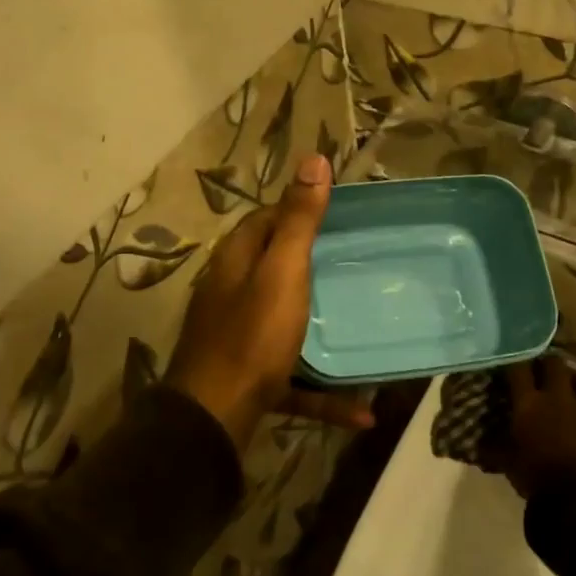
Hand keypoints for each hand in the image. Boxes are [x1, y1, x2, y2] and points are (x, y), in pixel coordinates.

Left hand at [165, 153, 375, 449]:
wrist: (214, 417)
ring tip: (357, 321)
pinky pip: (293, 376)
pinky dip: (323, 390)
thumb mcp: (282, 270)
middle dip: (310, 263)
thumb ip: (299, 220)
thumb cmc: (252, 334)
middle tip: (355, 263)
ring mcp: (238, 336)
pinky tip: (362, 410)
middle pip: (274, 266)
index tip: (338, 215)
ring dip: (318, 324)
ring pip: (284, 320)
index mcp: (237, 259)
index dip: (298, 210)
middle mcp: (231, 291)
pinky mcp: (249, 378)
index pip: (266, 219)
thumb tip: (313, 159)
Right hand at [491, 355, 575, 498]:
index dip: (515, 361)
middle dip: (551, 363)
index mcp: (529, 403)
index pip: (518, 369)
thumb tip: (479, 448)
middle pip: (555, 364)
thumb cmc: (540, 478)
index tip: (512, 360)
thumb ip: (497, 451)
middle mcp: (558, 397)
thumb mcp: (510, 466)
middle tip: (547, 368)